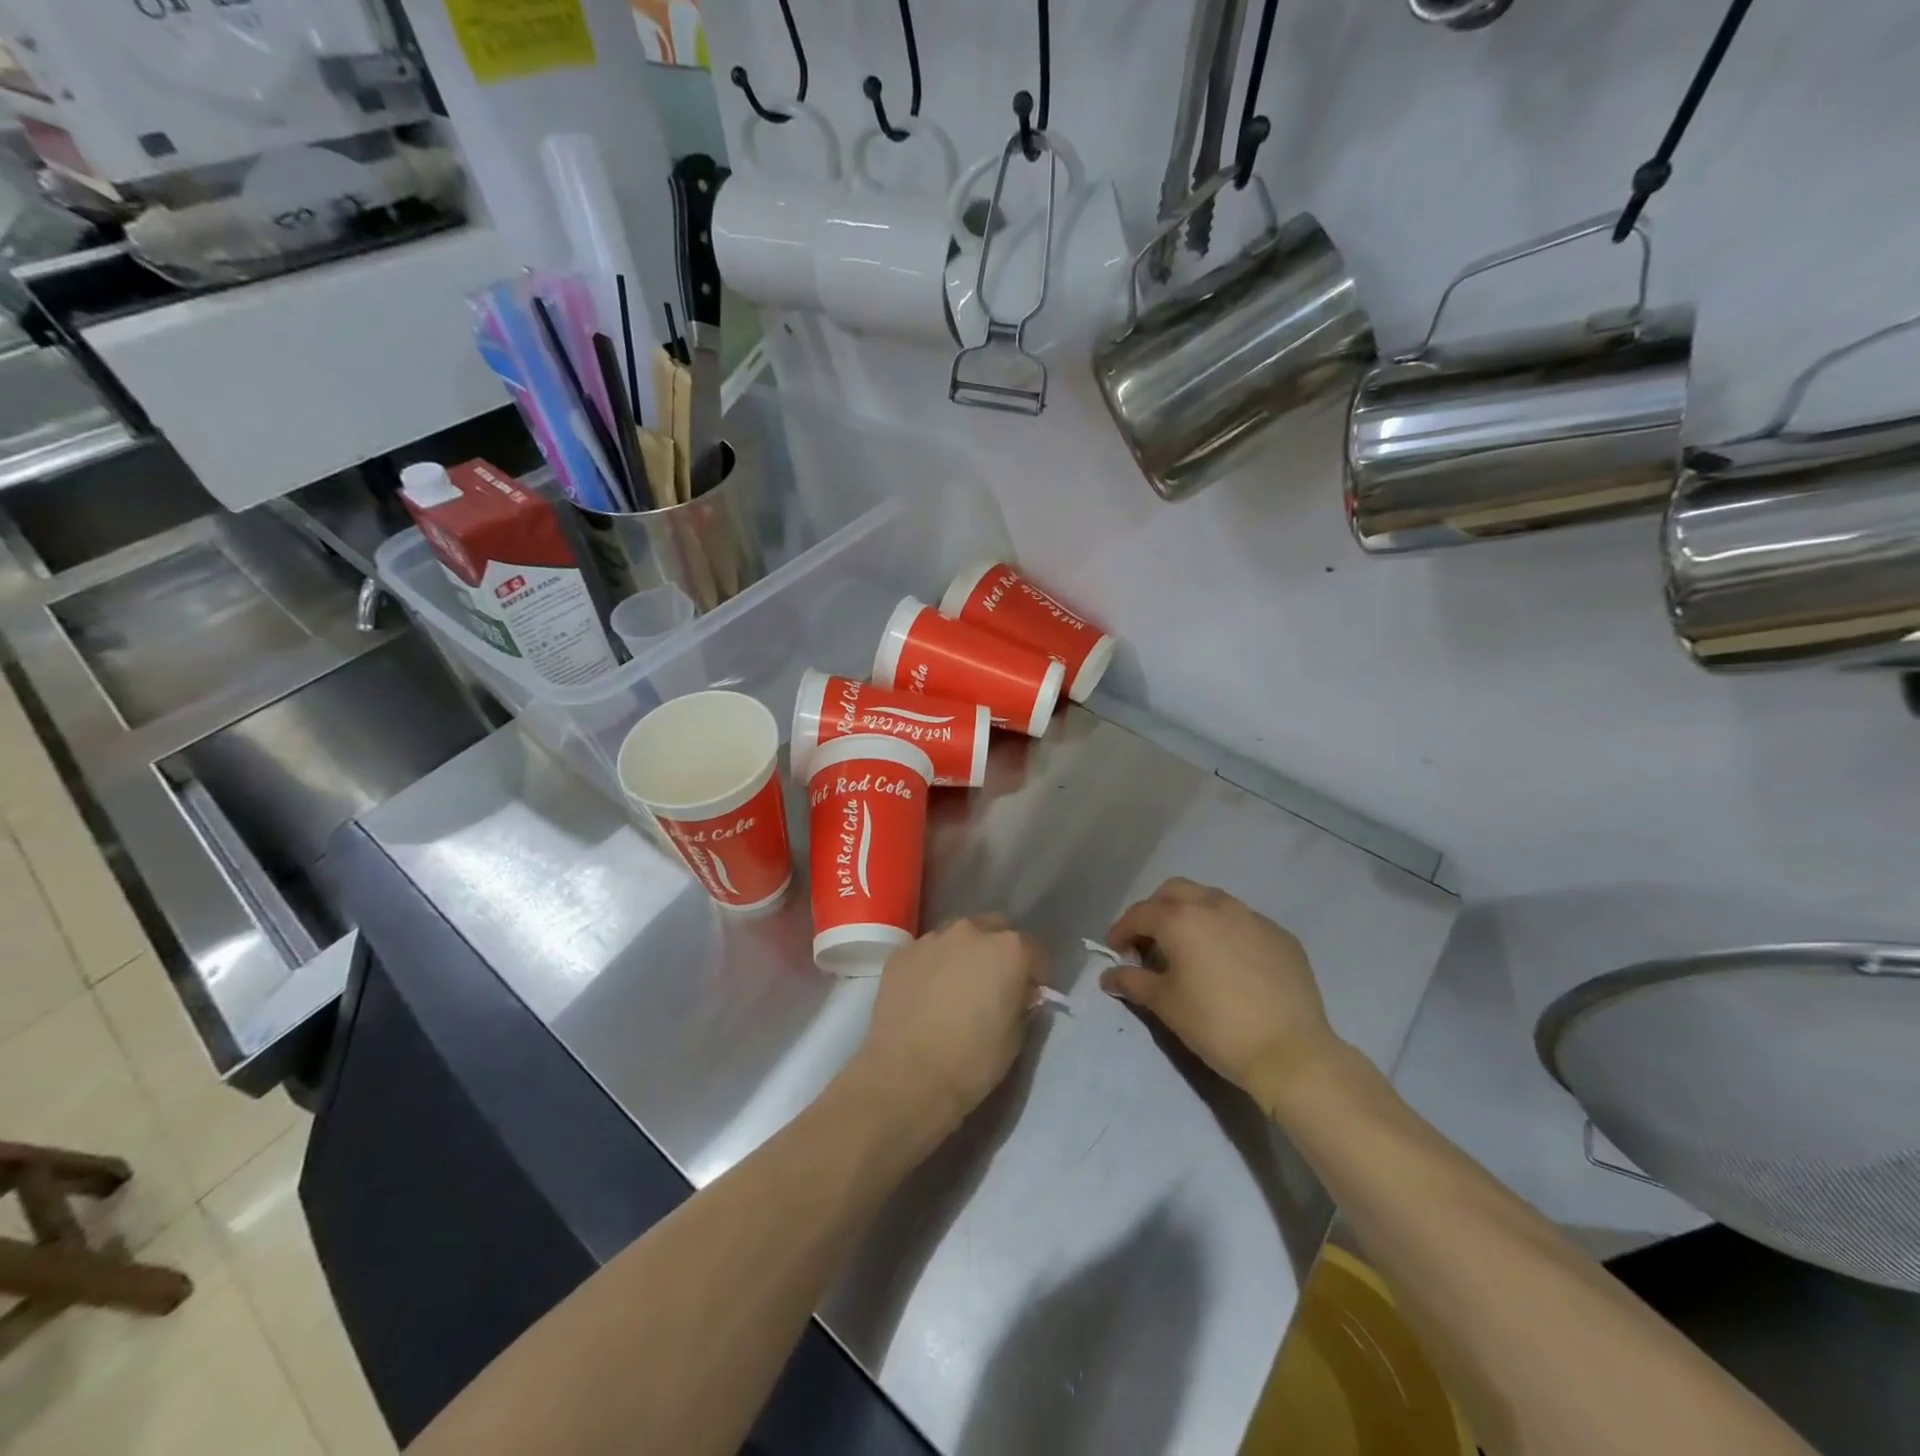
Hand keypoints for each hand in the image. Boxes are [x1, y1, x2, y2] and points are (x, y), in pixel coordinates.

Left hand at [845, 915, 1047, 1142]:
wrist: (906, 1076)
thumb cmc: (971, 1061)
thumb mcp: (1015, 1037)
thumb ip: (1021, 1003)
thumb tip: (1017, 993)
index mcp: (1008, 950)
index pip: (1033, 949)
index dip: (1035, 972)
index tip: (1030, 993)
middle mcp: (971, 932)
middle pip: (994, 930)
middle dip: (998, 951)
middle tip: (993, 984)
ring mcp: (932, 939)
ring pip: (957, 936)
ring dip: (963, 953)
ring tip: (955, 986)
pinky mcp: (901, 953)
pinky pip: (927, 951)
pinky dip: (932, 965)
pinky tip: (926, 993)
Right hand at [1104, 879, 1343, 1115]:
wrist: (1289, 1052)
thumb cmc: (1216, 1025)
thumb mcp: (1165, 1004)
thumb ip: (1132, 982)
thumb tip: (1109, 976)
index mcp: (1182, 919)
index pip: (1140, 913)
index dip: (1122, 930)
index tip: (1116, 951)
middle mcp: (1216, 906)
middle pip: (1175, 891)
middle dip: (1155, 910)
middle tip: (1149, 942)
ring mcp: (1253, 917)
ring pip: (1211, 900)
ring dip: (1191, 915)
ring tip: (1189, 948)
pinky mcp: (1281, 935)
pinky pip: (1243, 921)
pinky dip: (1225, 931)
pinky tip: (1228, 962)